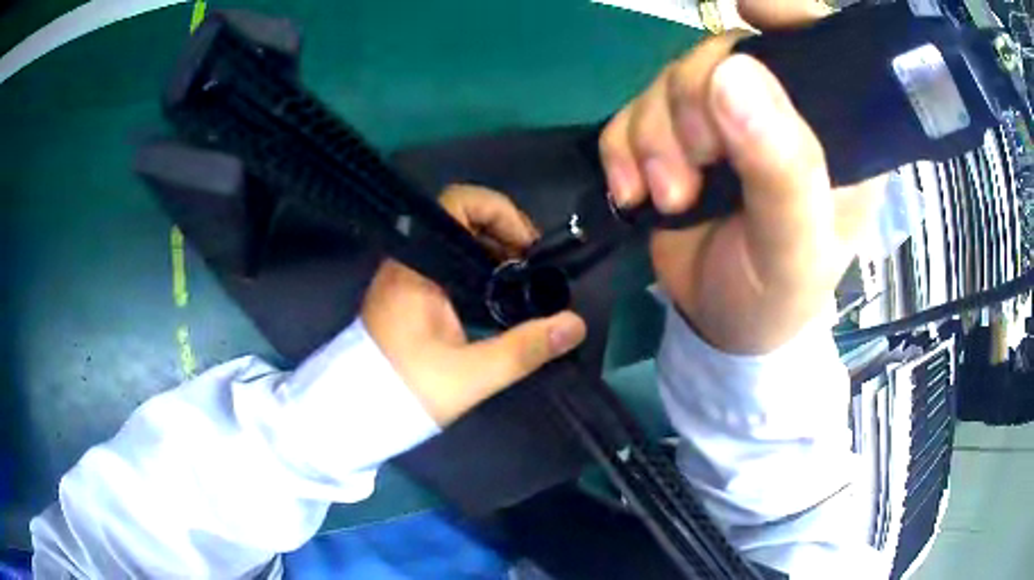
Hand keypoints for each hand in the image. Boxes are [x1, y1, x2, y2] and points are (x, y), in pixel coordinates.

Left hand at [362, 185, 586, 424]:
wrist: (356, 413)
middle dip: (503, 235)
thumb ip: (524, 349)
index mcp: (418, 266)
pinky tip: (495, 298)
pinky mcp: (405, 294)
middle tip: (533, 268)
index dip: (499, 212)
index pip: (457, 203)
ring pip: (453, 243)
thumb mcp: (471, 374)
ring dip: (490, 254)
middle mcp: (407, 261)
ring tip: (521, 283)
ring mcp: (403, 276)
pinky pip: (446, 264)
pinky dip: (474, 270)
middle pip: (459, 220)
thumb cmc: (407, 390)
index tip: (528, 247)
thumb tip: (575, 325)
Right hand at [599, 0, 886, 353]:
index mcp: (833, 131)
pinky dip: (622, 148)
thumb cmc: (779, 297)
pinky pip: (631, 111)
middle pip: (724, 54)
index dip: (786, 15)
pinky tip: (634, 190)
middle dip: (693, 102)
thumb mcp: (794, 249)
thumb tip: (733, 73)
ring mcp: (725, 121)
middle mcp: (781, 111)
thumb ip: (783, 169)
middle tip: (695, 166)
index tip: (748, 11)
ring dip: (654, 136)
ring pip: (671, 80)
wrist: (723, 327)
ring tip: (668, 196)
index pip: (820, 44)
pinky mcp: (676, 137)